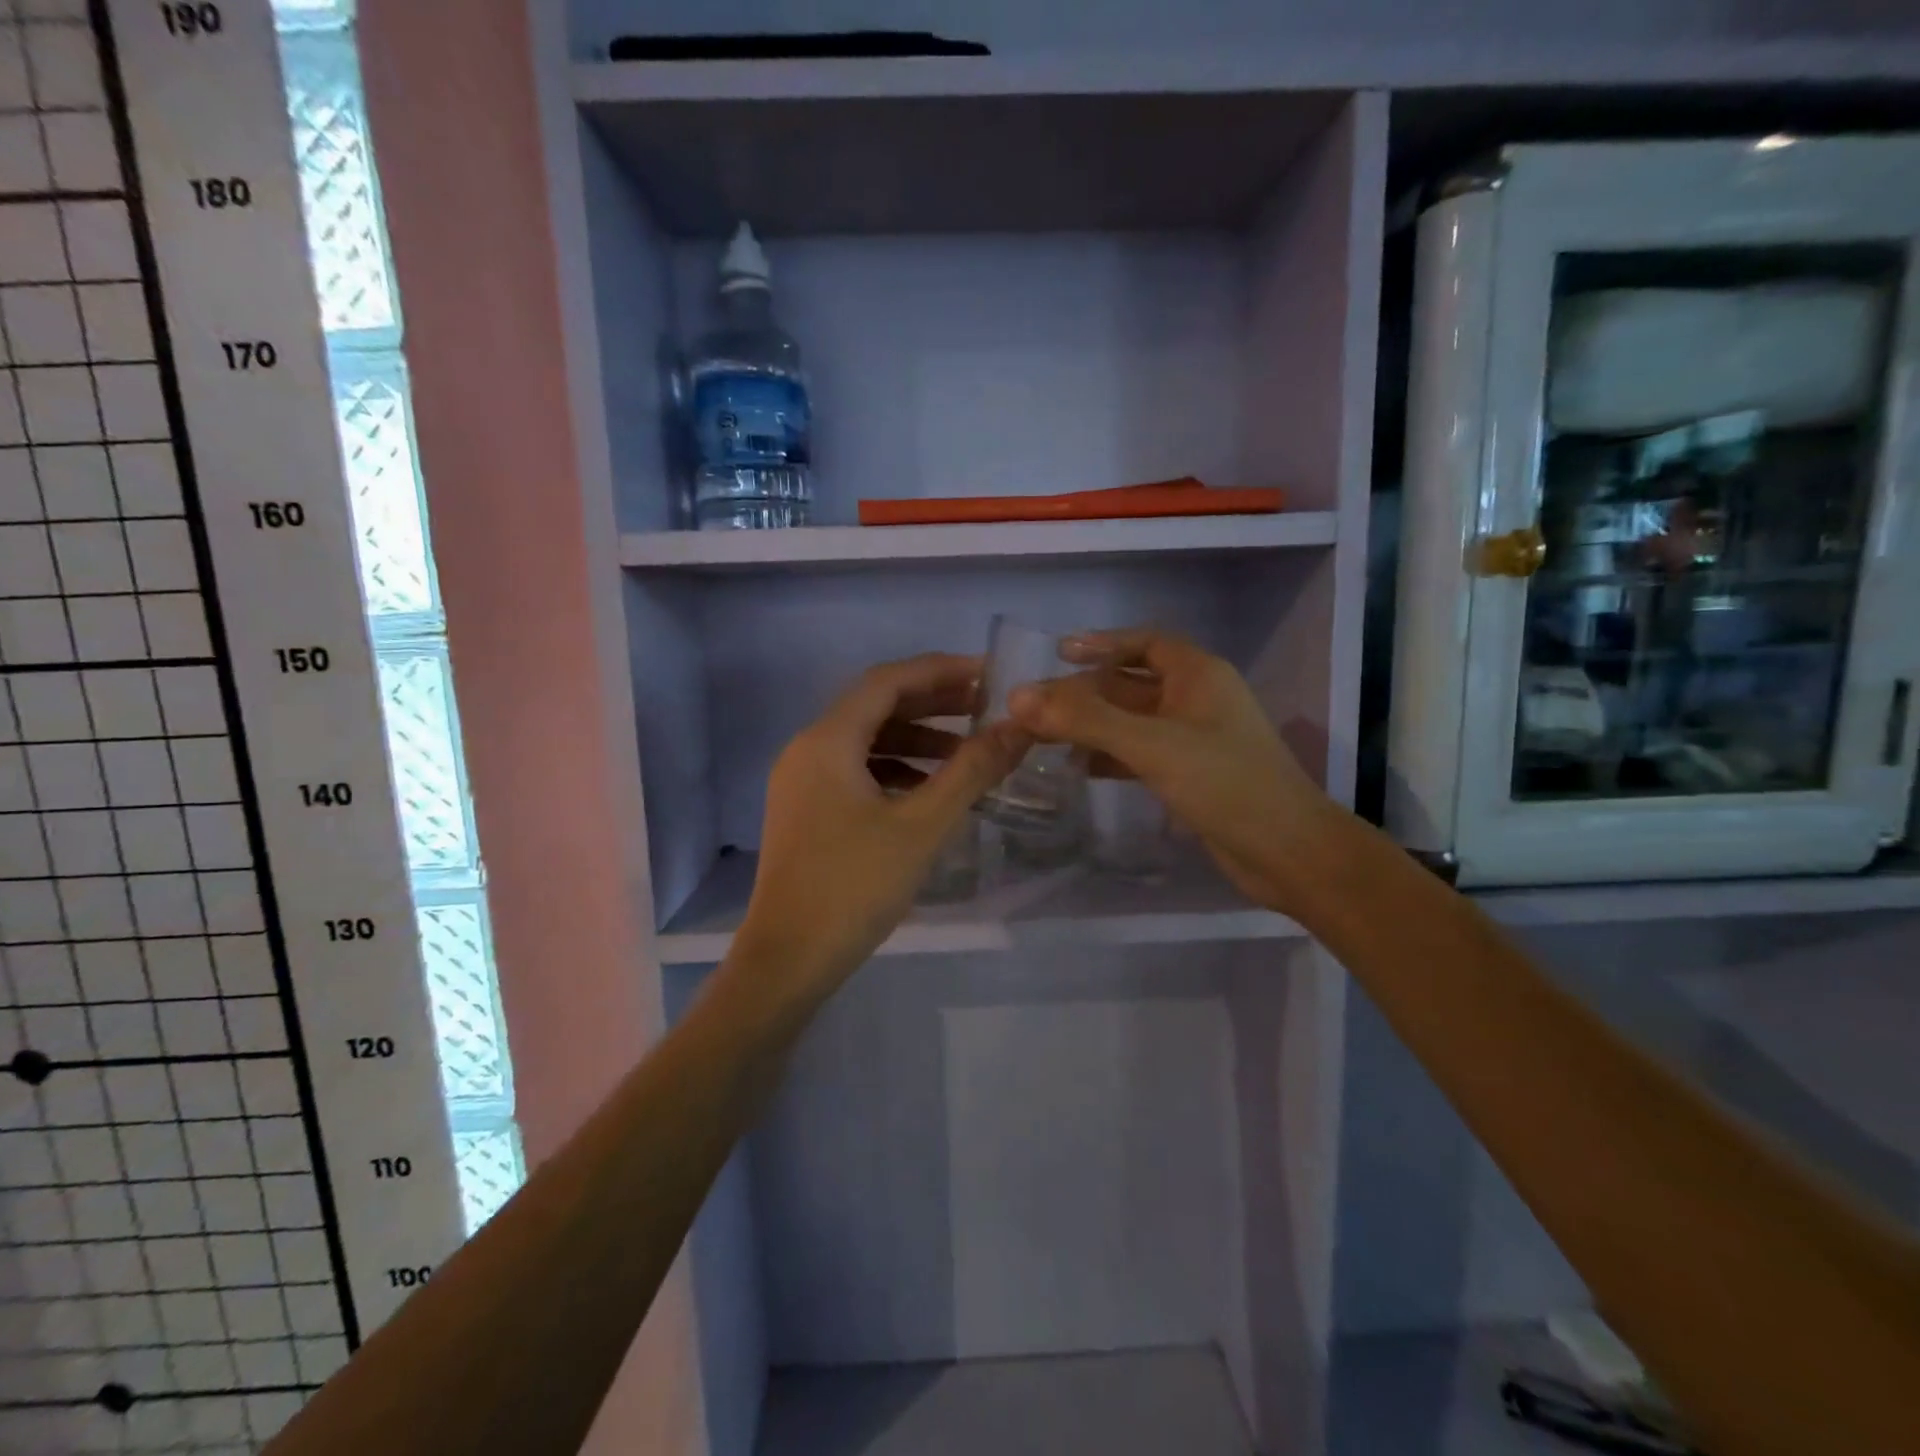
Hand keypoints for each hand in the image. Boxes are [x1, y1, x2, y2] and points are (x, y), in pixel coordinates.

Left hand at [736, 654, 1026, 1000]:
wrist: (787, 961)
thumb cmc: (854, 887)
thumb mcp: (922, 826)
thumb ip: (972, 771)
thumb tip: (1019, 727)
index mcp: (827, 741)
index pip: (887, 681)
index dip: (939, 671)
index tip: (987, 674)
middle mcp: (807, 750)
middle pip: (875, 706)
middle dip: (932, 703)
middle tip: (985, 707)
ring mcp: (802, 783)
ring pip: (865, 741)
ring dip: (915, 739)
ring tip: (966, 751)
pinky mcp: (806, 812)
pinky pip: (855, 771)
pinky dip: (895, 770)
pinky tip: (929, 790)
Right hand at [1008, 629, 1337, 915]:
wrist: (1288, 852)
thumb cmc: (1225, 783)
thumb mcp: (1151, 744)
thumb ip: (1085, 720)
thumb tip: (1018, 696)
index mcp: (1198, 675)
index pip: (1144, 643)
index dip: (1102, 643)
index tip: (1058, 653)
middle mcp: (1196, 700)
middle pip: (1130, 684)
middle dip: (1085, 694)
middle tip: (1035, 706)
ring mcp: (1194, 739)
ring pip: (1132, 722)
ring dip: (1092, 727)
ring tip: (1045, 738)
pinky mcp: (1191, 775)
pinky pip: (1140, 754)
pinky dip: (1110, 756)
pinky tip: (1079, 768)